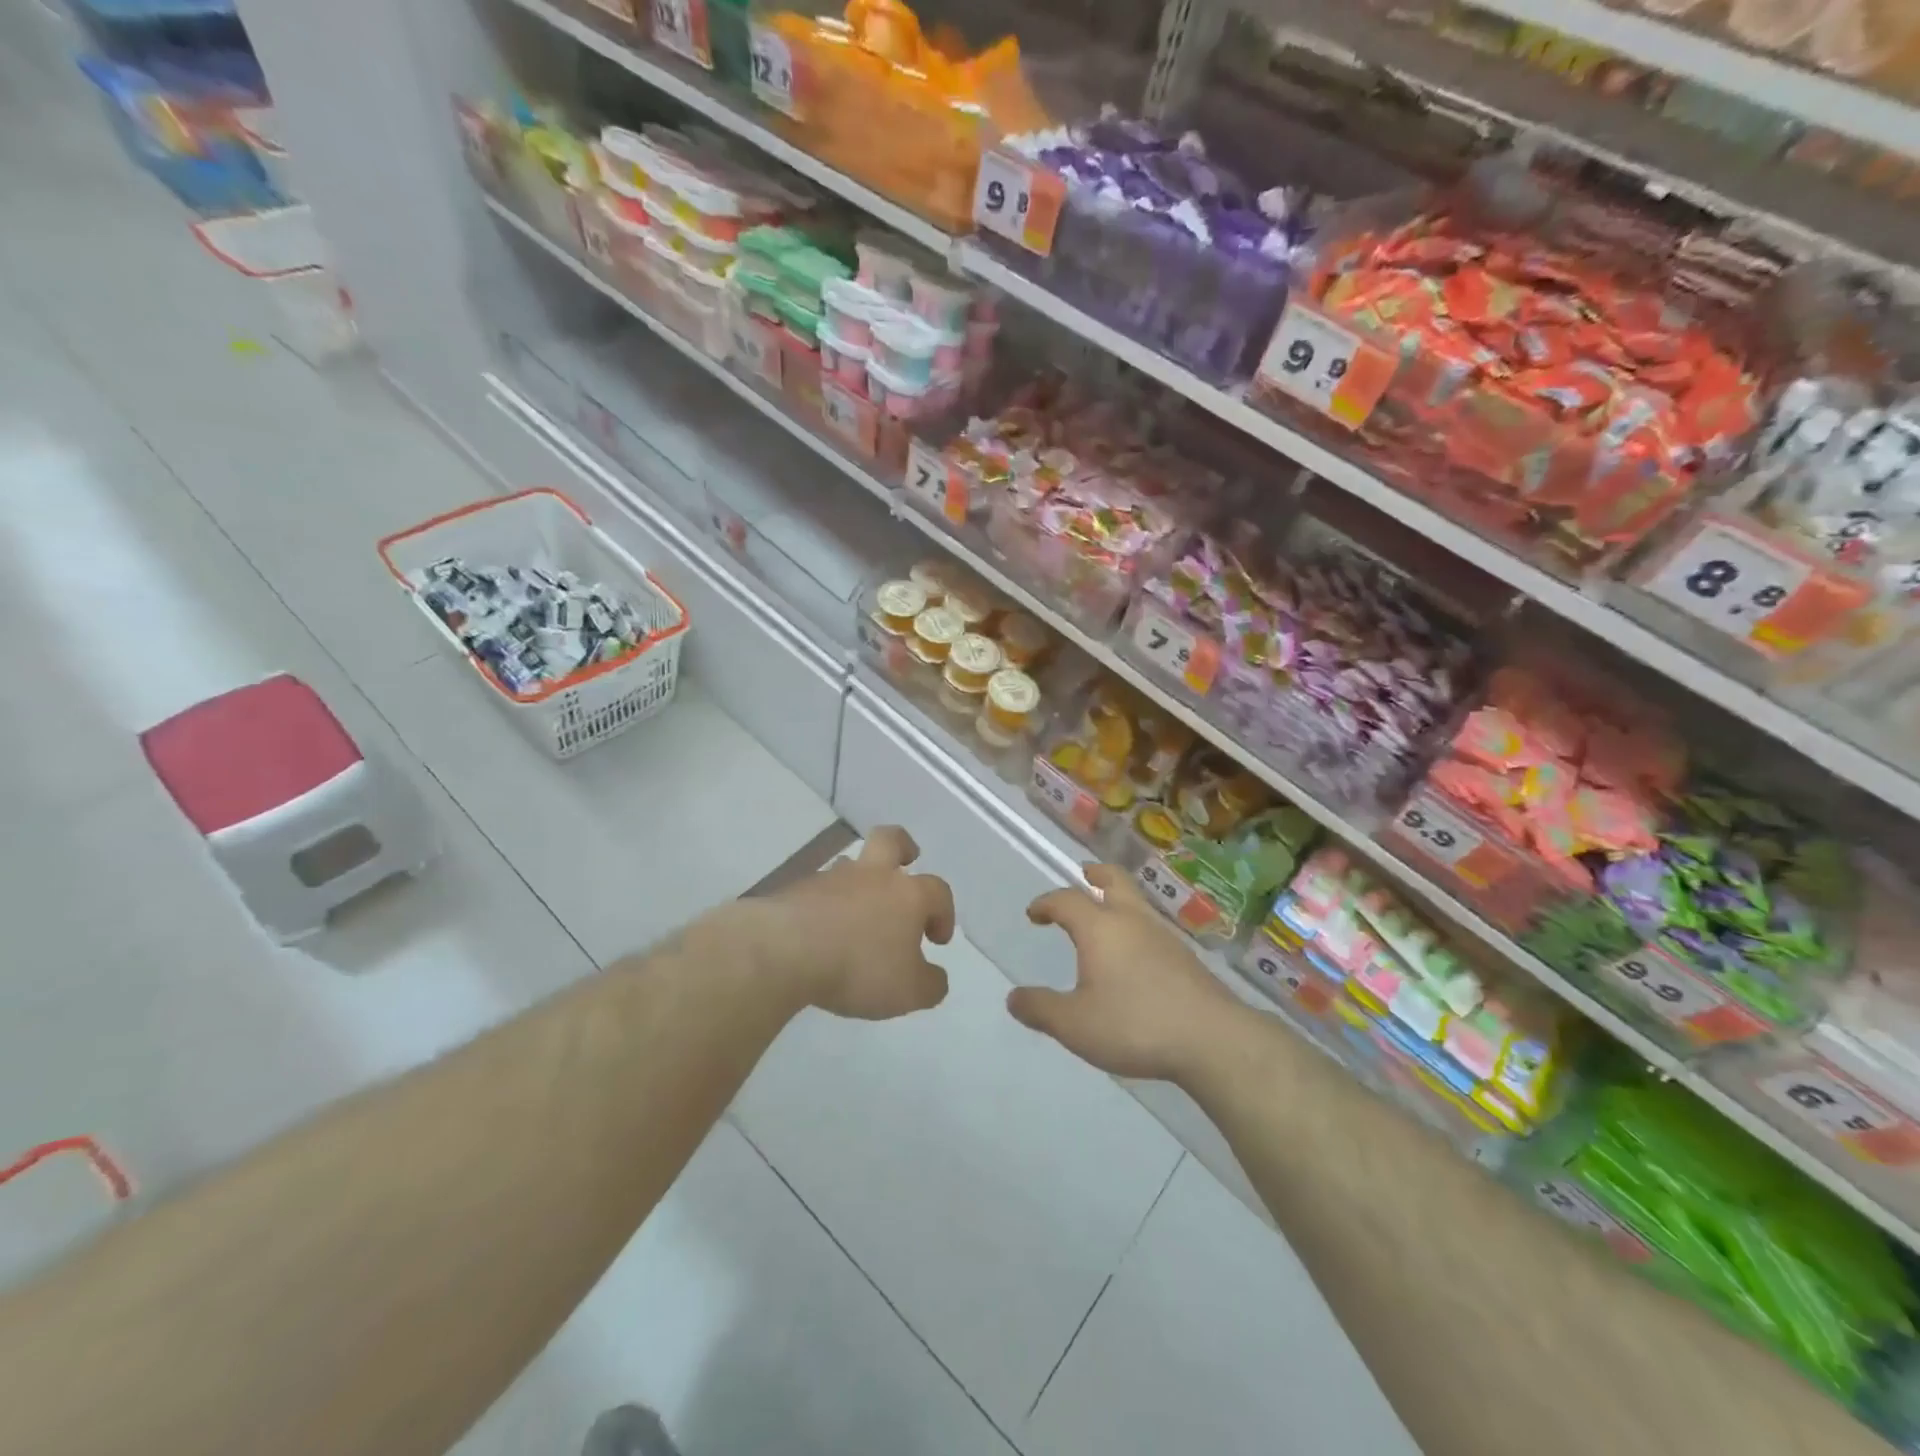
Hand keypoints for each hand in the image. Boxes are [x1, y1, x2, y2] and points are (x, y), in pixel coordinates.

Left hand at [749, 826, 953, 1020]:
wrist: (784, 951)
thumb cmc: (858, 967)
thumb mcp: (908, 991)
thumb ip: (929, 985)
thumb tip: (935, 978)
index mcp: (907, 895)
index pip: (938, 891)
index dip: (944, 912)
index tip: (937, 940)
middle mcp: (872, 876)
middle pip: (891, 840)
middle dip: (903, 847)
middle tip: (907, 862)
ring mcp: (830, 879)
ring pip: (850, 865)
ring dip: (859, 881)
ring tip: (857, 914)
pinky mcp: (795, 891)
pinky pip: (818, 891)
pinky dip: (825, 906)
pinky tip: (820, 934)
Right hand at [1009, 864, 1245, 1082]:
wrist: (1213, 1039)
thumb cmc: (1134, 1025)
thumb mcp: (1075, 1025)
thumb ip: (1041, 1009)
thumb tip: (1013, 997)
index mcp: (1100, 928)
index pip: (1067, 900)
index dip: (1046, 903)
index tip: (1034, 913)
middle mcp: (1132, 920)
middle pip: (1114, 880)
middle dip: (1095, 875)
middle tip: (1084, 875)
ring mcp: (1164, 936)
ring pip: (1137, 902)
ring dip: (1118, 900)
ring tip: (1106, 918)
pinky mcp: (1186, 957)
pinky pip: (1153, 928)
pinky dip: (1136, 926)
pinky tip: (1135, 956)